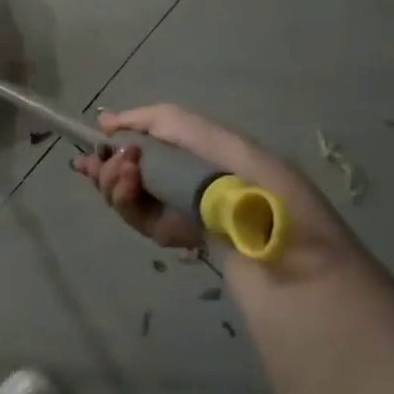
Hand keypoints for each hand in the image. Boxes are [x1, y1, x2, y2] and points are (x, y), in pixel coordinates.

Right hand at [75, 104, 345, 257]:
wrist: (297, 272)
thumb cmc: (261, 194)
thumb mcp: (220, 143)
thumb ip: (166, 123)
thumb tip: (110, 121)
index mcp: (212, 150)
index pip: (160, 135)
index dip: (126, 133)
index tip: (96, 136)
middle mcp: (198, 178)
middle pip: (142, 165)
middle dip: (114, 162)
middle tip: (96, 165)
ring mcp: (190, 213)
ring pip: (137, 194)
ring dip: (118, 184)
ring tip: (121, 178)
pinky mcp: (183, 242)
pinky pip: (145, 222)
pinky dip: (130, 208)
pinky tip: (128, 196)